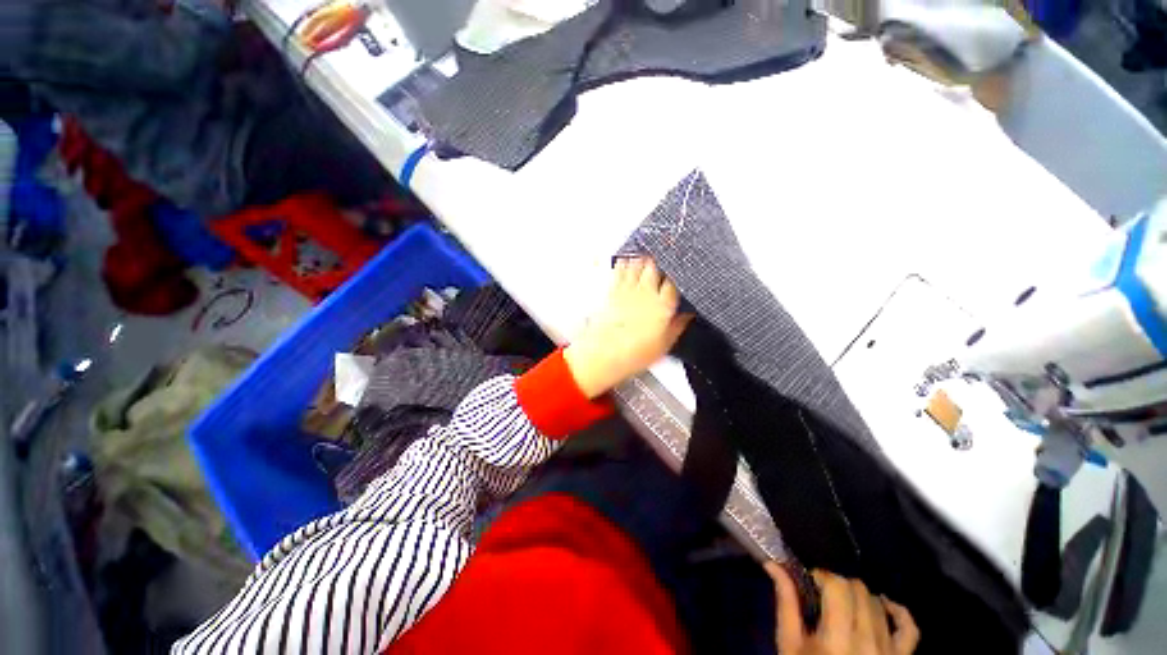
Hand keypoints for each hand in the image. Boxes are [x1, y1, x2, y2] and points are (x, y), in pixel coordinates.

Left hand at [563, 258, 692, 398]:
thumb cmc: (634, 353)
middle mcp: (646, 293)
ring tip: (649, 256)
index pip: (674, 282)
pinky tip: (627, 260)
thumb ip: (678, 325)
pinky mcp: (613, 291)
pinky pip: (620, 270)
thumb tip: (688, 314)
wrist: (604, 354)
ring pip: (638, 264)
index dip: (678, 275)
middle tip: (665, 260)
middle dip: (661, 262)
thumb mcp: (664, 345)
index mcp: (662, 305)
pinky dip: (625, 263)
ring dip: (644, 259)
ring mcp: (628, 290)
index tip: (681, 273)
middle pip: (656, 267)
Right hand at [766, 563, 918, 654]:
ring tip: (843, 604)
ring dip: (859, 596)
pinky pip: (910, 628)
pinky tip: (883, 604)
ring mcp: (889, 651)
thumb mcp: (789, 643)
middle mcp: (868, 641)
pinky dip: (897, 611)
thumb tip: (773, 565)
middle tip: (823, 593)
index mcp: (837, 638)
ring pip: (878, 603)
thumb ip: (786, 603)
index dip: (822, 575)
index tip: (809, 581)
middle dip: (838, 583)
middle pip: (858, 589)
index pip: (837, 586)